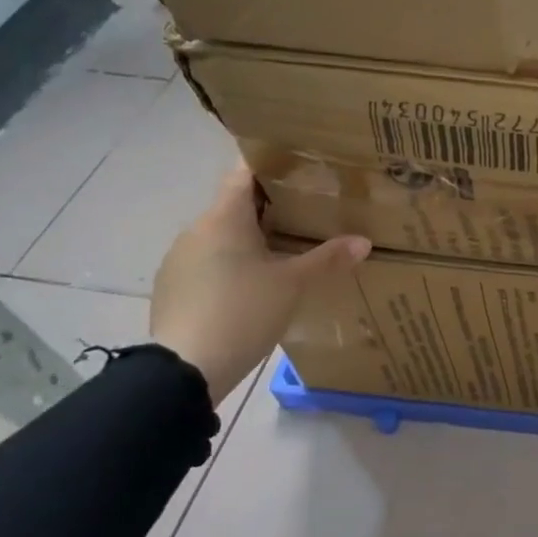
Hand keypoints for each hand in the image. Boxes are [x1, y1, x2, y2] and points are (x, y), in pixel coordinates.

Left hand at [150, 166, 370, 405]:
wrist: (185, 371)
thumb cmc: (242, 312)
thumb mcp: (293, 285)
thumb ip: (328, 259)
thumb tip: (364, 241)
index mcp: (223, 218)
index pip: (244, 173)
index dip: (272, 166)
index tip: (302, 169)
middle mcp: (196, 230)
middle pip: (236, 205)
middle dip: (271, 208)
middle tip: (310, 215)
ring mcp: (180, 260)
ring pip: (222, 237)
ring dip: (251, 240)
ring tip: (287, 253)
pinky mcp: (173, 288)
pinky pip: (209, 264)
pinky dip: (233, 266)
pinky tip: (255, 287)